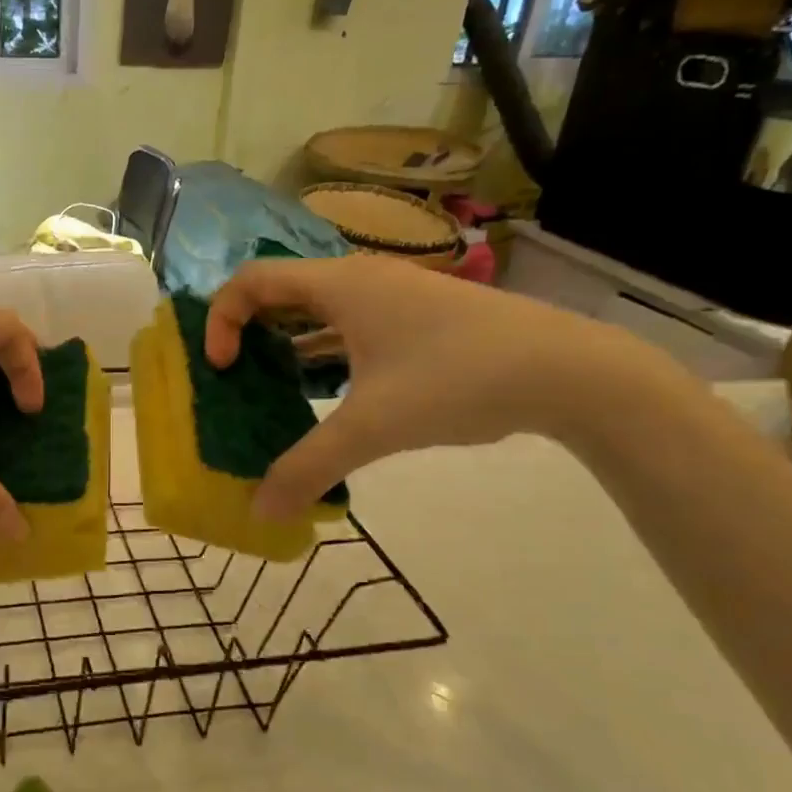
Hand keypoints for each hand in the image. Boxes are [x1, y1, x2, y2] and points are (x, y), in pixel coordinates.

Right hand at [206, 255, 644, 516]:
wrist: (570, 372)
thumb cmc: (458, 380)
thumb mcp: (373, 427)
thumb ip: (308, 468)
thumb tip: (259, 511)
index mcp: (340, 286)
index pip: (251, 280)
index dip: (220, 320)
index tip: (222, 368)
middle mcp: (360, 280)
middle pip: (280, 292)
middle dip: (247, 333)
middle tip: (234, 379)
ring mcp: (393, 298)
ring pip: (317, 312)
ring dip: (286, 346)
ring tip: (271, 392)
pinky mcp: (416, 320)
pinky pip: (348, 328)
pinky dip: (323, 355)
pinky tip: (325, 395)